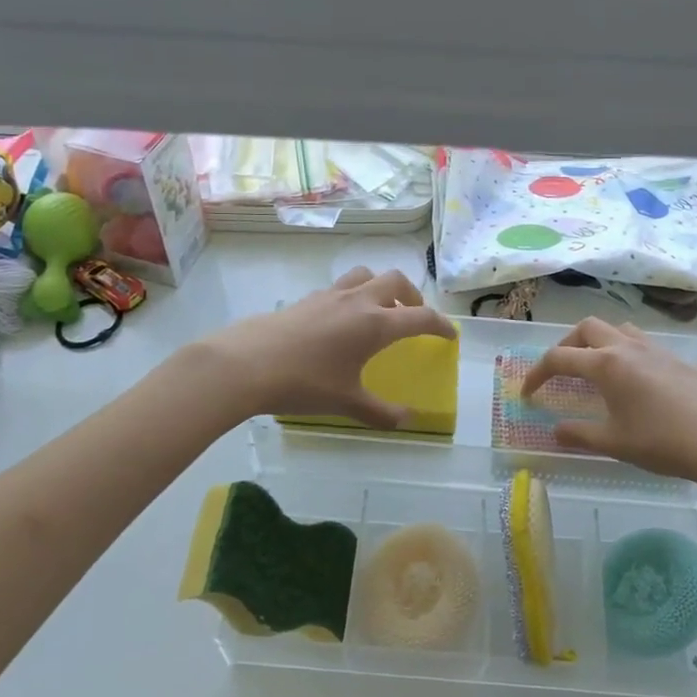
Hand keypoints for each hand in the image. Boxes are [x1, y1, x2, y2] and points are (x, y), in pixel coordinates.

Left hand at [197, 267, 456, 426]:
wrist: (245, 364)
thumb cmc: (304, 384)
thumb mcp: (346, 403)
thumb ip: (380, 413)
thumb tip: (406, 420)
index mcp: (376, 324)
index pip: (421, 317)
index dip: (441, 325)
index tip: (451, 335)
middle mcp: (358, 301)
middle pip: (396, 281)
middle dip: (412, 296)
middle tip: (413, 316)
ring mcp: (330, 295)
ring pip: (366, 275)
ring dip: (381, 287)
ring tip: (379, 311)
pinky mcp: (307, 299)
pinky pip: (341, 287)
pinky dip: (353, 296)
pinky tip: (341, 322)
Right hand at [522, 316, 696, 484]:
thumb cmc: (663, 441)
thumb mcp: (614, 443)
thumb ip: (580, 435)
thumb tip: (555, 431)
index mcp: (606, 364)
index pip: (560, 357)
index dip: (537, 374)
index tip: (528, 393)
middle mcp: (627, 347)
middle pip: (587, 328)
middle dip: (566, 345)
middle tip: (561, 372)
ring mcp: (655, 350)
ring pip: (617, 328)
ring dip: (597, 342)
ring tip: (594, 369)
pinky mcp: (676, 359)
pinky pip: (640, 342)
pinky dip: (623, 350)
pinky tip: (631, 381)